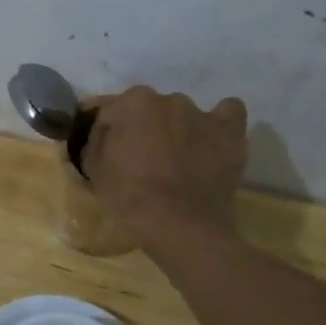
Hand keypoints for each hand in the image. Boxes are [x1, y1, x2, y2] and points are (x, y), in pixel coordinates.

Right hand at [83, 86, 249, 242]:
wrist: (179, 225)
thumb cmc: (130, 197)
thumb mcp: (94, 170)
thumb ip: (96, 142)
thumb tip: (105, 134)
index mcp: (133, 102)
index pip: (113, 111)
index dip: (109, 133)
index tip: (110, 155)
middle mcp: (169, 99)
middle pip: (150, 110)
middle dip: (145, 128)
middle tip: (143, 159)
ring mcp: (203, 114)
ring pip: (184, 115)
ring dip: (178, 130)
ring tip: (179, 160)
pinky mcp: (230, 132)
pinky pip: (228, 113)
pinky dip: (218, 124)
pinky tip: (211, 141)